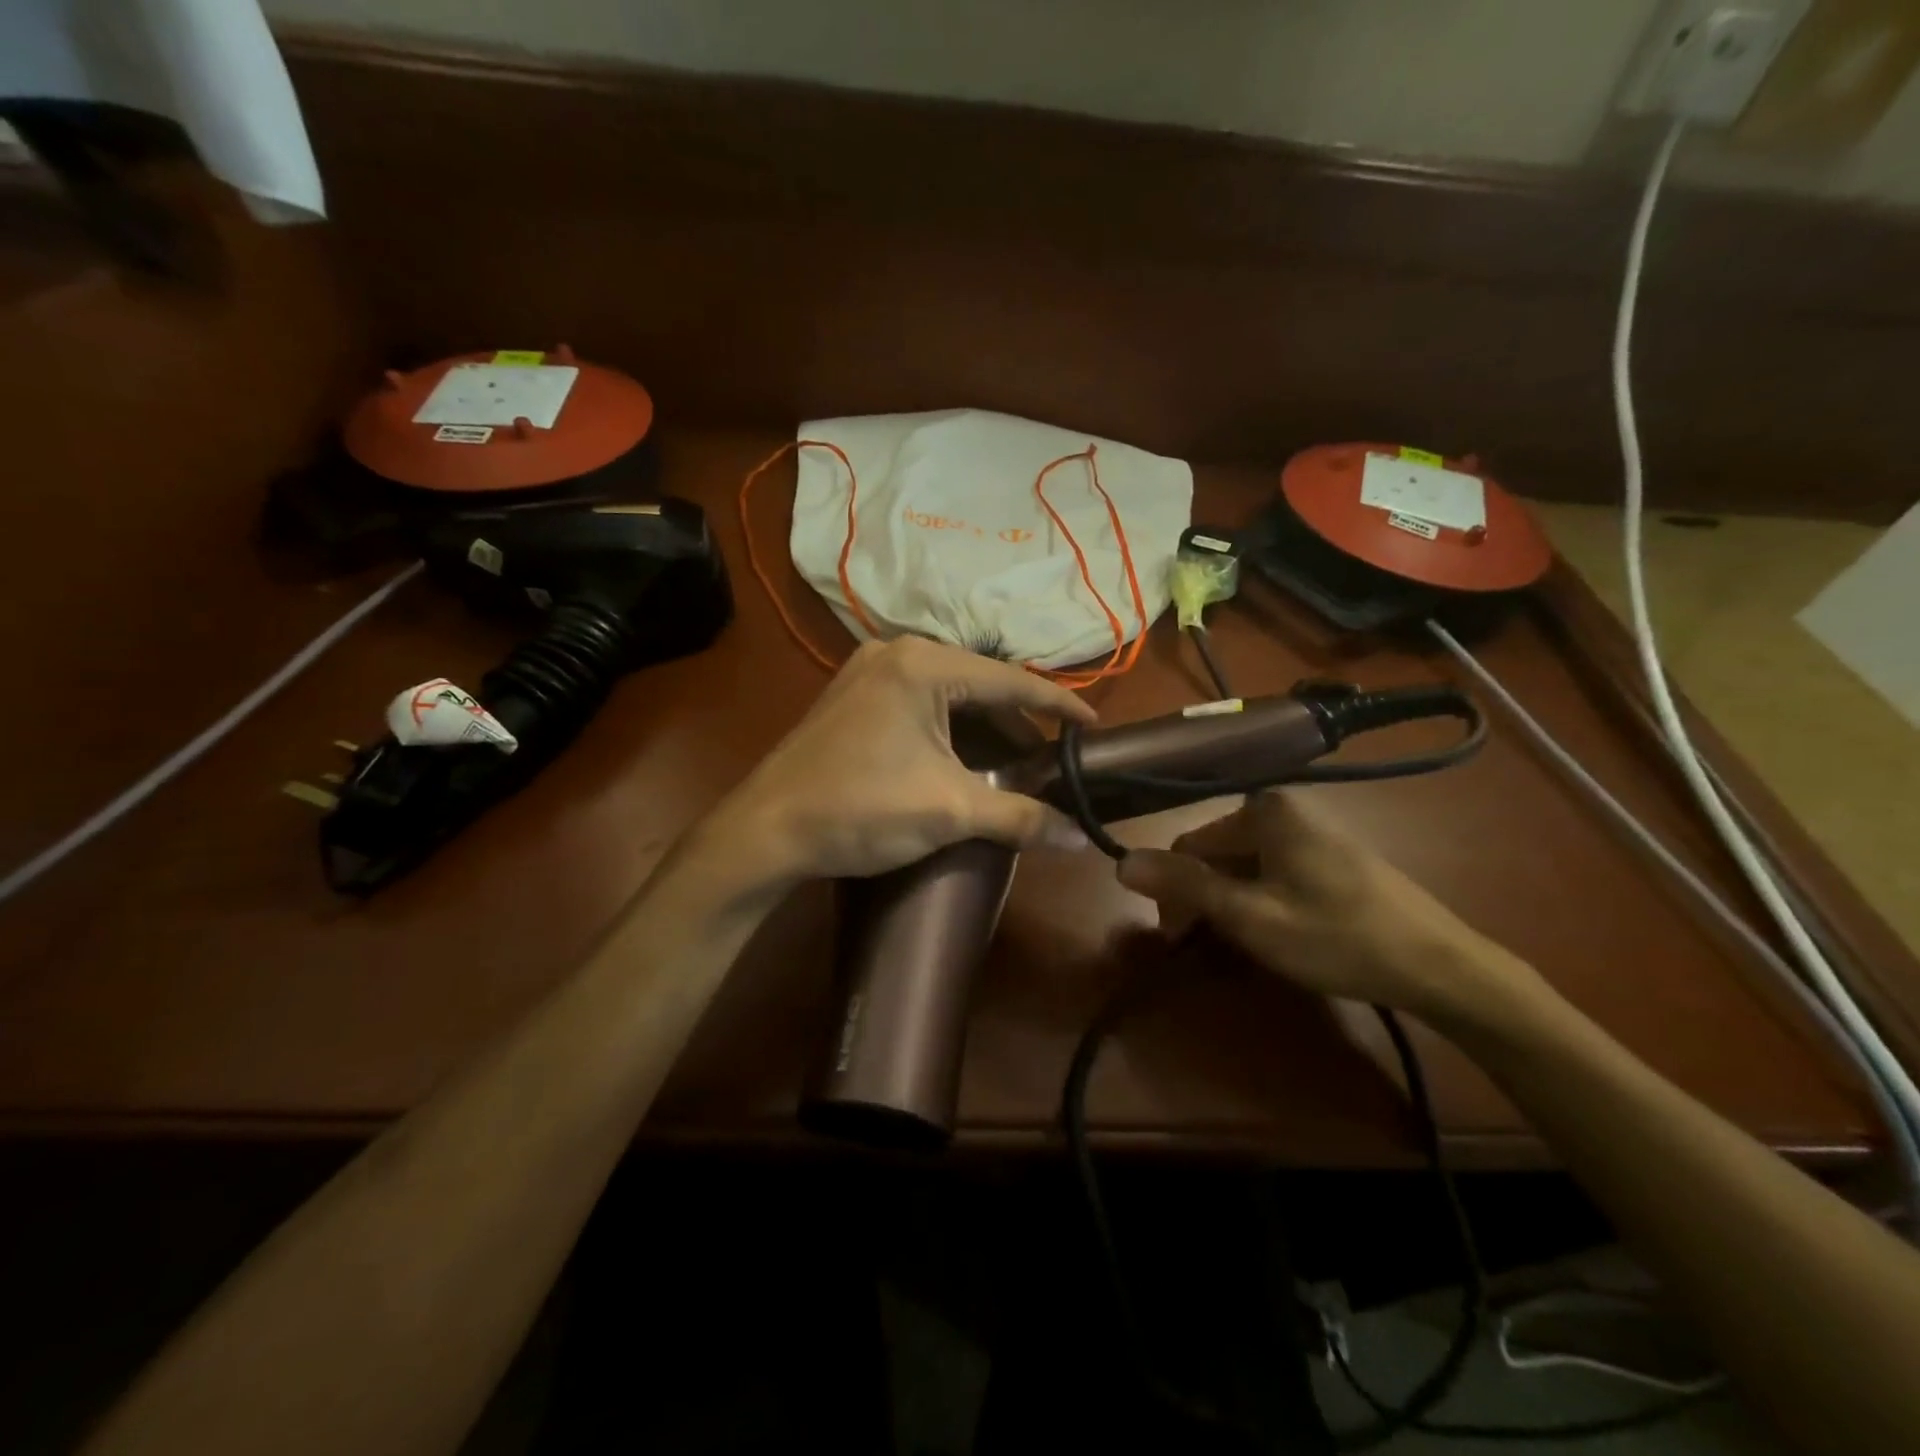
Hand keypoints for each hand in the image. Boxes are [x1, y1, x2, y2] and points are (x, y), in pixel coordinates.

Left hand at [702, 638, 1095, 885]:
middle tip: (1052, 761)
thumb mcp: (949, 811)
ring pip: (948, 695)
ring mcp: (868, 672)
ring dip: (983, 730)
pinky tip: (964, 760)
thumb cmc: (860, 809)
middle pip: (979, 685)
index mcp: (923, 664)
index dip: (1058, 706)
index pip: (1011, 681)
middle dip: (1017, 725)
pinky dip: (949, 730)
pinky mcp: (852, 697)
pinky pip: (919, 703)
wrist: (765, 831)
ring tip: (1015, 766)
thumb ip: (1021, 817)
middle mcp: (896, 652)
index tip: (1094, 728)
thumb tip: (1082, 840)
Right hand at [1117, 791, 1539, 1021]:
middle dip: (1203, 900)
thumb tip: (1121, 862)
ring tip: (1246, 948)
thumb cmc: (1337, 937)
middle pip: (1216, 855)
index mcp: (1262, 812)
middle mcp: (1284, 811)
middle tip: (1210, 949)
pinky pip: (1274, 874)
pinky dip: (1261, 903)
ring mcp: (1311, 834)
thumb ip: (1184, 886)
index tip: (1180, 941)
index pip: (1189, 847)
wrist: (1441, 966)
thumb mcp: (1250, 916)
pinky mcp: (1331, 859)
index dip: (1175, 894)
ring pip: (1244, 868)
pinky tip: (1277, 936)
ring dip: (1231, 905)